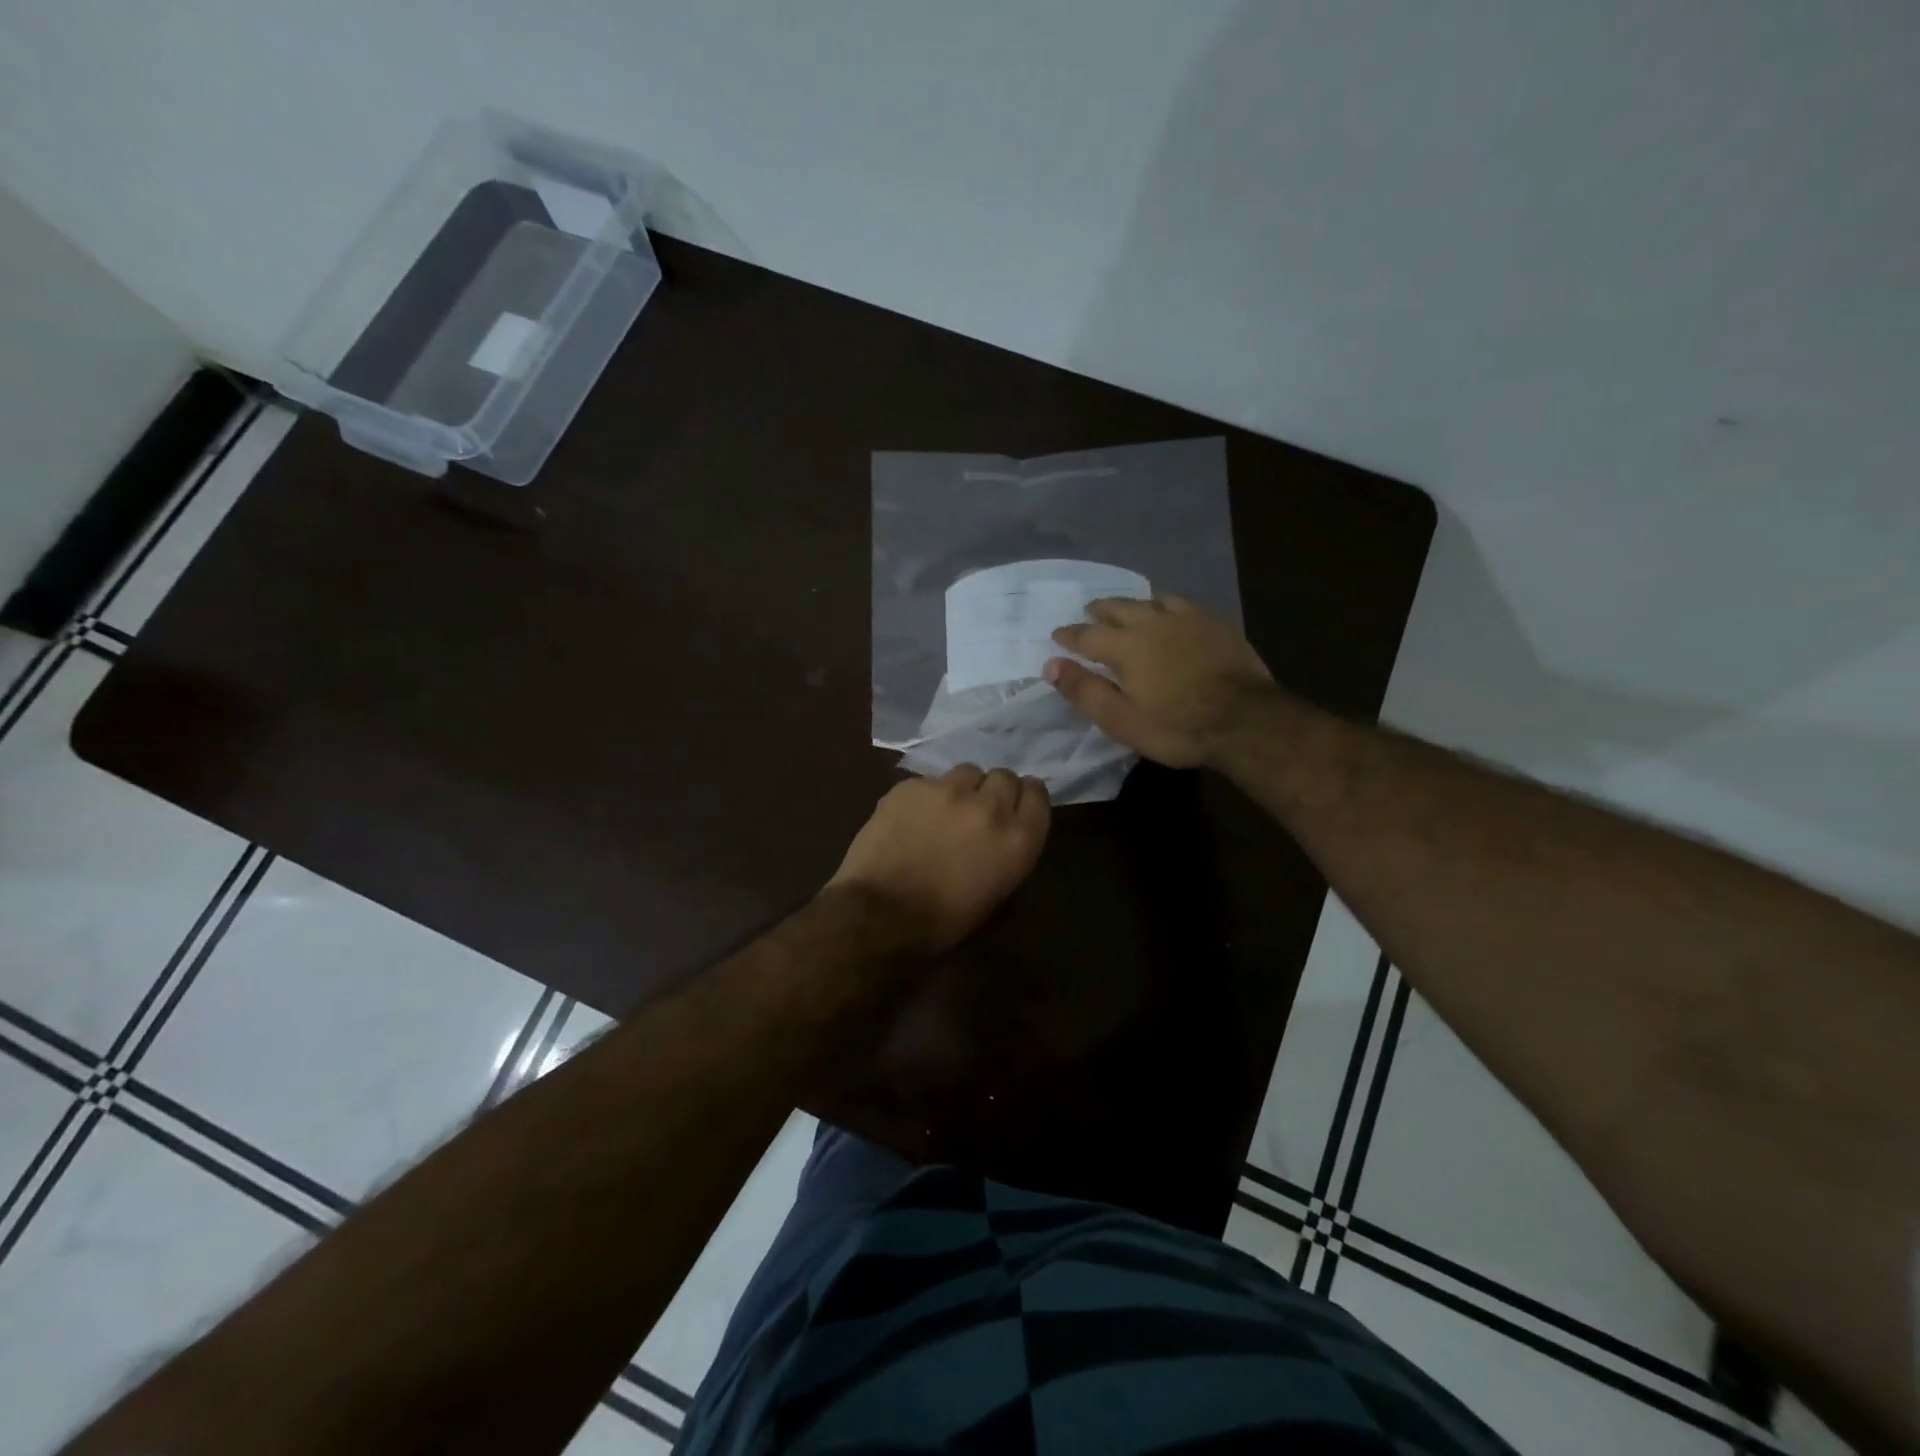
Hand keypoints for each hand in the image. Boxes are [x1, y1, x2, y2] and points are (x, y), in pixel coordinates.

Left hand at [827, 765, 1050, 953]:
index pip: (1037, 795)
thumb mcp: (996, 896)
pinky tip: (912, 818)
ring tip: (946, 810)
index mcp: (1018, 839)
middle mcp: (989, 806)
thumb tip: (1007, 837)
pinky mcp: (912, 786)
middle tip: (978, 812)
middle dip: (995, 791)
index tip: (1015, 807)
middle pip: (1004, 777)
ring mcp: (948, 790)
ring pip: (968, 772)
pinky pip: (929, 782)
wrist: (879, 914)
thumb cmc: (942, 922)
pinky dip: (926, 796)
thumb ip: (1009, 854)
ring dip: (963, 788)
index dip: (1026, 798)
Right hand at [1047, 595, 1274, 767]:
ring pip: (1148, 601)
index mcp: (1124, 647)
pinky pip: (1179, 602)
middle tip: (1088, 612)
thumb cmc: (1176, 727)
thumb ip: (1084, 691)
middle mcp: (1150, 623)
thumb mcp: (1121, 720)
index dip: (1069, 636)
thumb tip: (1050, 665)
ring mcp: (1185, 619)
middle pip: (1117, 609)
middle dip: (1099, 611)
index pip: (1087, 635)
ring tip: (1124, 608)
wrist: (1245, 720)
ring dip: (1130, 604)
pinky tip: (1166, 609)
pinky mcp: (1212, 623)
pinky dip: (1162, 603)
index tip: (1057, 636)